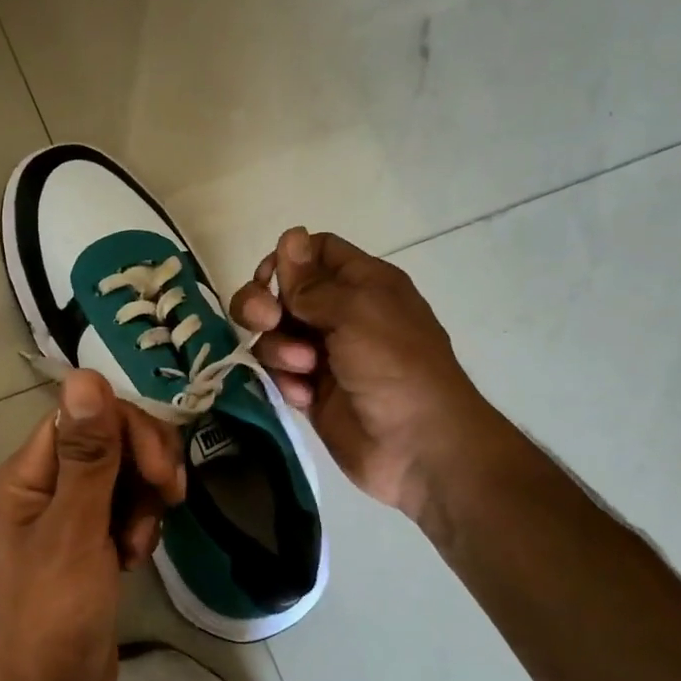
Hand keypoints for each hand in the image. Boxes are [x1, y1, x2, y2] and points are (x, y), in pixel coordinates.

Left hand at [0, 370, 186, 680]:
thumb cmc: (53, 616)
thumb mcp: (74, 531)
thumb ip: (87, 455)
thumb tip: (85, 374)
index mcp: (26, 475)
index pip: (85, 416)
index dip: (129, 431)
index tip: (162, 473)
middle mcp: (43, 488)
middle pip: (107, 441)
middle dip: (144, 467)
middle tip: (166, 502)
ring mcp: (67, 519)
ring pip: (122, 477)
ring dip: (143, 504)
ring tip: (137, 548)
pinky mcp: (89, 547)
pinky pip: (124, 512)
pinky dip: (138, 528)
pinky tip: (135, 561)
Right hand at [230, 227, 495, 519]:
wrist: (418, 445)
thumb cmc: (394, 365)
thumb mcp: (356, 311)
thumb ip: (312, 281)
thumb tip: (289, 236)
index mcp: (362, 284)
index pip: (314, 253)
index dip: (286, 261)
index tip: (270, 280)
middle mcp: (341, 313)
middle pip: (283, 292)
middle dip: (263, 304)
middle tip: (265, 321)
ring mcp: (325, 354)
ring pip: (274, 334)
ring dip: (278, 348)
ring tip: (302, 368)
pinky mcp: (312, 391)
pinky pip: (280, 373)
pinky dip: (286, 381)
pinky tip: (304, 396)